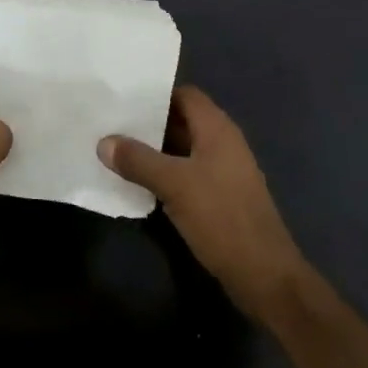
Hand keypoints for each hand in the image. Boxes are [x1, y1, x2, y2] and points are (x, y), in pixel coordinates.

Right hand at [98, 85, 311, 321]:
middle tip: (110, 123)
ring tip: (115, 150)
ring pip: (182, 150)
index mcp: (217, 129)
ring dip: (153, 150)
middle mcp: (222, 143)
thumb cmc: (221, 217)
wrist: (263, 274)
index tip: (123, 97)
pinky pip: (186, 173)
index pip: (185, 95)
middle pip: (182, 121)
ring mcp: (222, 171)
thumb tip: (104, 142)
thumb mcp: (174, 185)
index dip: (156, 94)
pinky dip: (164, 173)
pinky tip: (137, 182)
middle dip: (149, 123)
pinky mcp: (219, 197)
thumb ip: (138, 160)